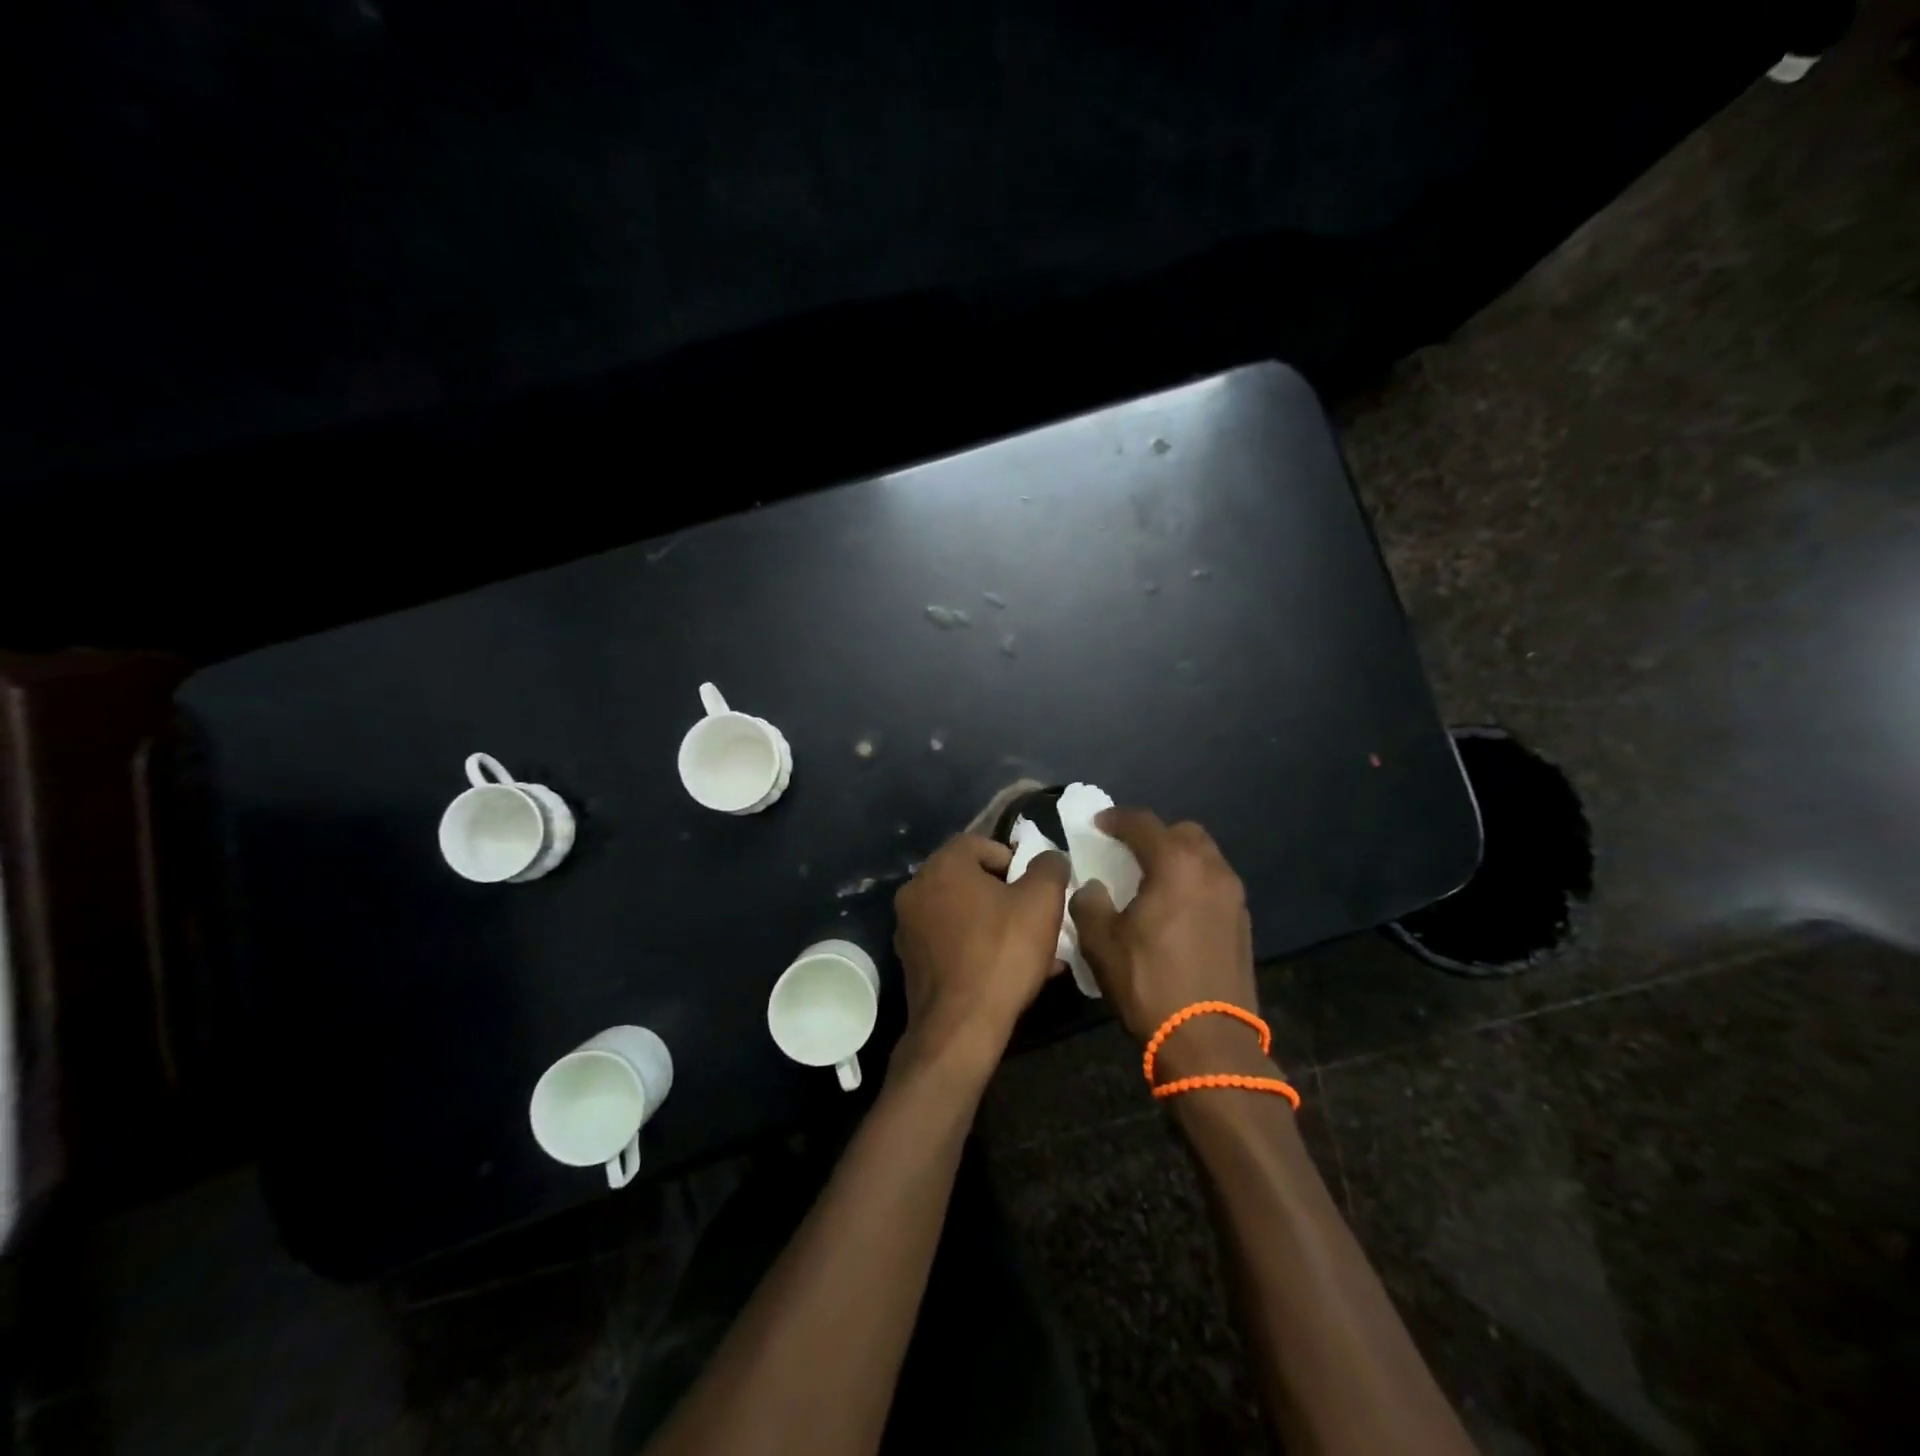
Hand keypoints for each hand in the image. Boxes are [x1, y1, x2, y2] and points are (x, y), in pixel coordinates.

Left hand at [893, 834, 1070, 1077]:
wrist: (961, 1026)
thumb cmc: (1002, 952)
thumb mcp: (1042, 901)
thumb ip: (1049, 867)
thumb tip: (1049, 858)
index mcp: (942, 866)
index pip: (978, 843)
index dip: (1012, 858)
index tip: (1034, 885)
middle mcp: (916, 890)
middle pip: (969, 879)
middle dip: (1006, 895)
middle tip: (1035, 917)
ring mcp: (909, 928)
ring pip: (962, 914)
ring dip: (995, 924)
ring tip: (1031, 950)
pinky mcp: (911, 962)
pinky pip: (951, 943)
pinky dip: (978, 948)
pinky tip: (1008, 973)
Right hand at [1069, 809, 1269, 1078]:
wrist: (1209, 1040)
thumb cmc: (1149, 983)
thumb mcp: (1101, 943)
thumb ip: (1090, 903)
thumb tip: (1095, 888)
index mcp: (1175, 865)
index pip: (1143, 823)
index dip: (1116, 819)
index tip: (1098, 824)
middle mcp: (1211, 870)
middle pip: (1183, 832)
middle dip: (1155, 834)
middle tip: (1129, 851)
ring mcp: (1233, 896)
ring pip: (1205, 857)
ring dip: (1178, 858)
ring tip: (1152, 879)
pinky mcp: (1243, 922)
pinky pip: (1215, 884)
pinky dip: (1193, 882)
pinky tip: (1175, 908)